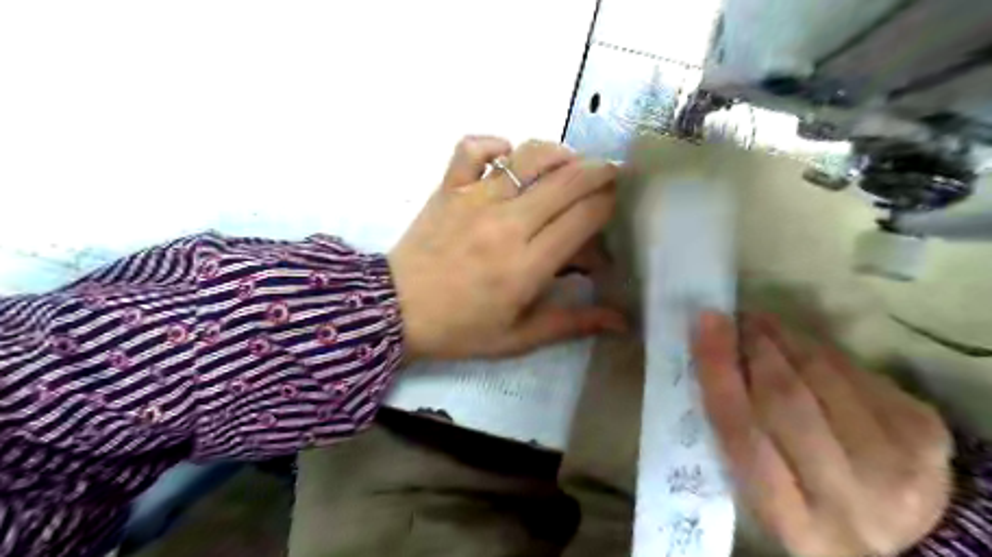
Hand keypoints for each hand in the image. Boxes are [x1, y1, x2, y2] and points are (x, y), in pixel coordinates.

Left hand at [390, 136, 624, 358]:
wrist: (395, 311)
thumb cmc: (459, 328)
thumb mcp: (518, 337)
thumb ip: (572, 323)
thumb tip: (622, 320)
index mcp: (527, 265)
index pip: (585, 217)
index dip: (609, 205)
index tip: (614, 207)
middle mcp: (507, 223)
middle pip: (568, 179)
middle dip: (600, 171)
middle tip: (609, 174)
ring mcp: (475, 199)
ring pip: (529, 156)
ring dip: (559, 153)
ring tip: (569, 163)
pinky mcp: (449, 187)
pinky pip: (474, 147)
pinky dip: (495, 143)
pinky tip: (507, 155)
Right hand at [692, 314, 952, 556]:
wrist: (900, 529)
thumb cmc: (803, 502)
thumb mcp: (757, 487)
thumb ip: (733, 433)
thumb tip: (713, 358)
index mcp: (791, 520)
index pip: (742, 435)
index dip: (719, 373)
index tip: (705, 325)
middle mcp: (847, 499)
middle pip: (785, 402)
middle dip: (754, 348)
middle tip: (734, 319)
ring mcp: (896, 465)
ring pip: (822, 377)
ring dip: (783, 339)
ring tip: (760, 323)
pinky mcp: (924, 433)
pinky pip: (854, 371)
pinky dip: (817, 349)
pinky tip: (799, 344)